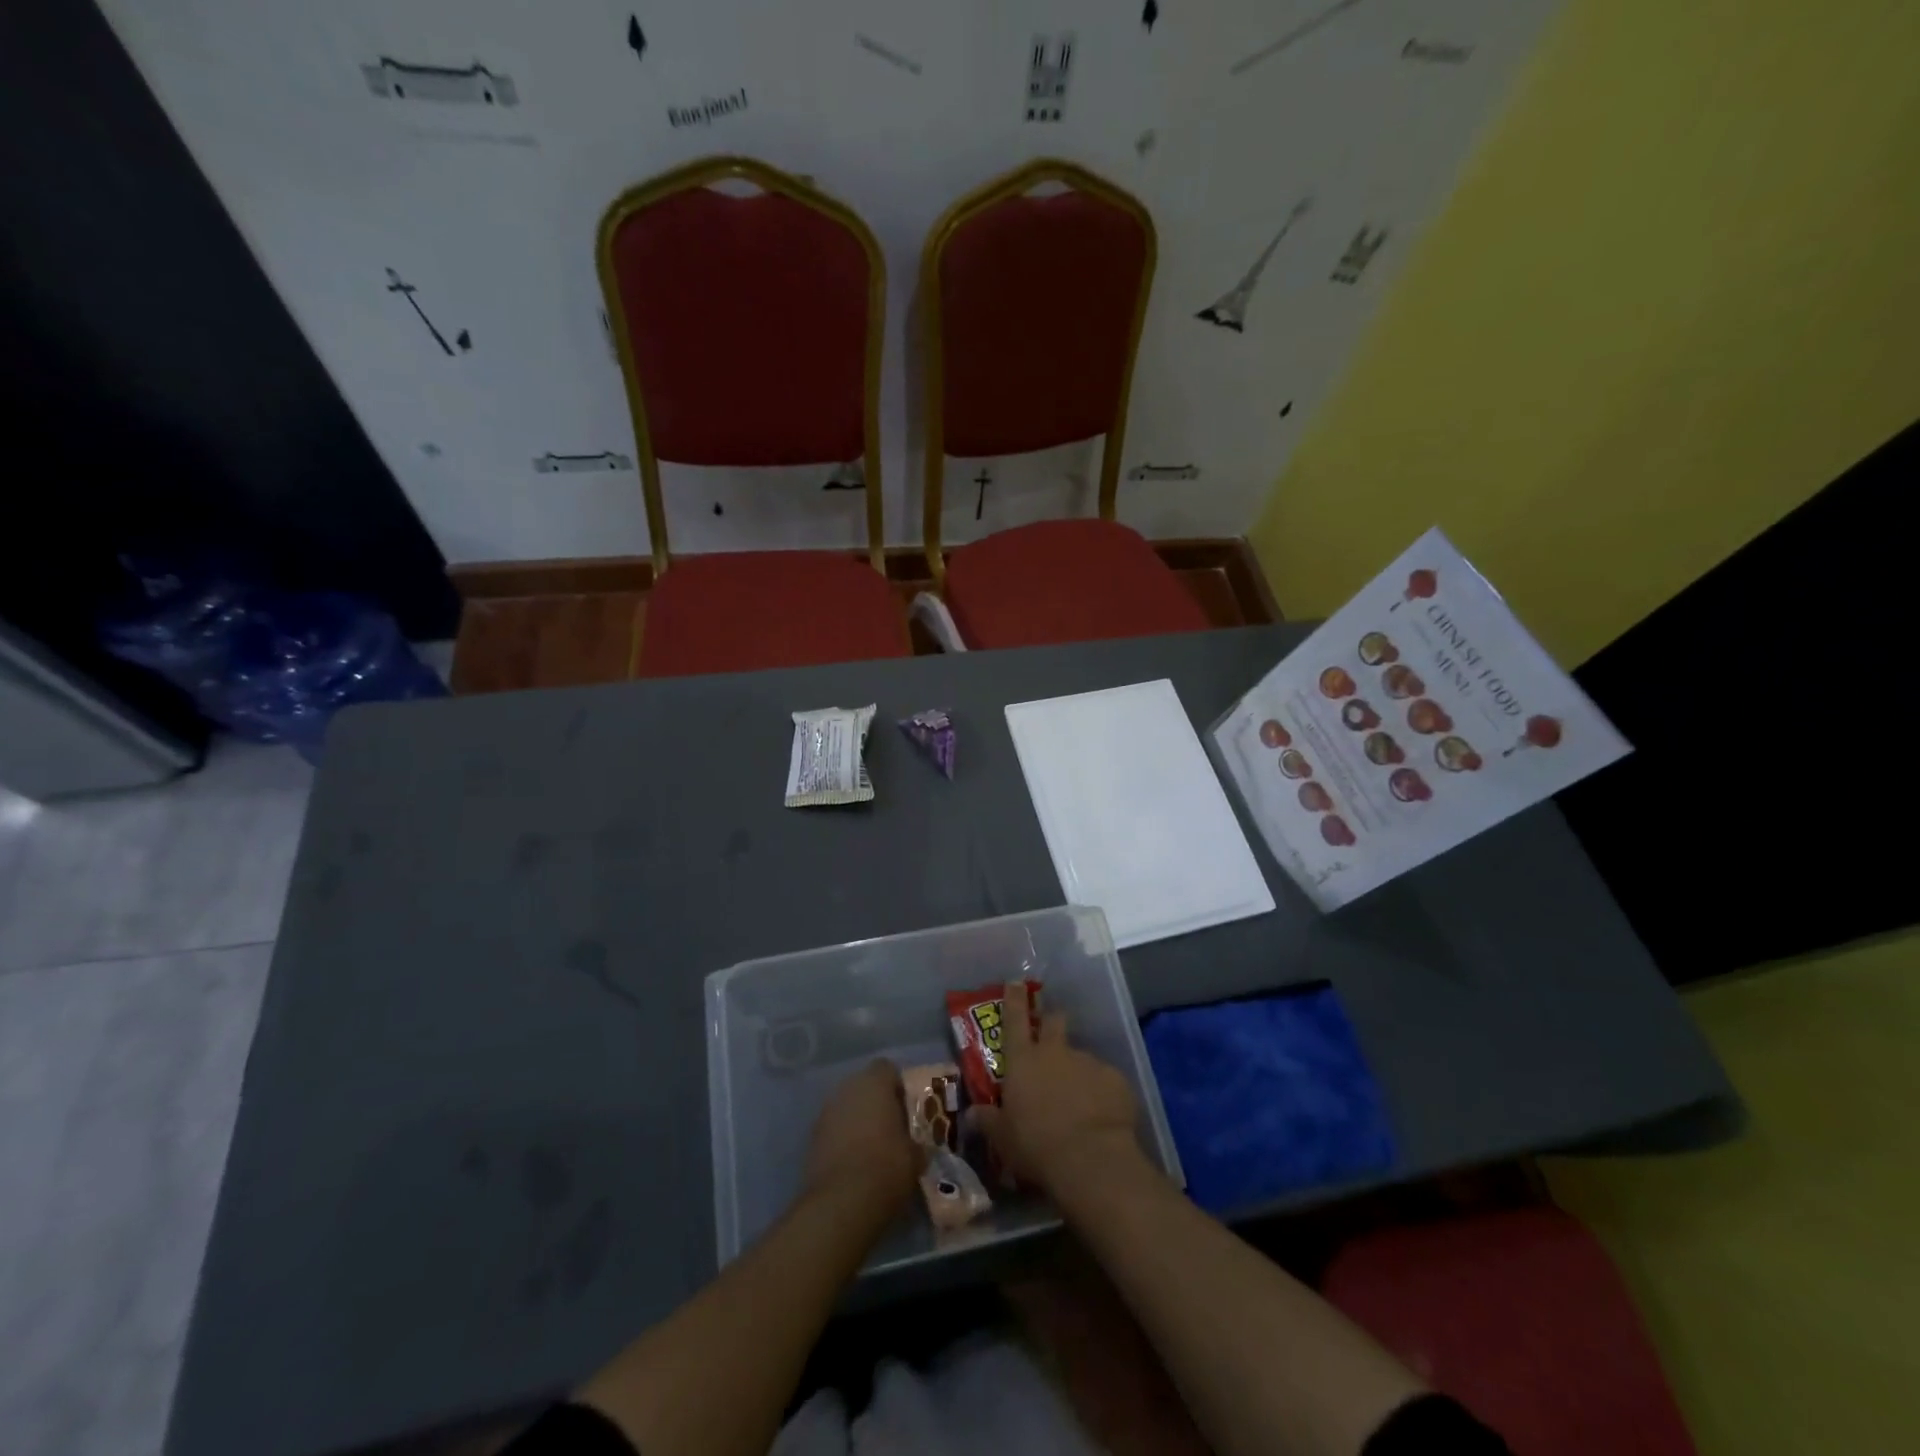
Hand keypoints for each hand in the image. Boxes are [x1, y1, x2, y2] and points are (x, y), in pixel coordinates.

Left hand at [802, 1059, 921, 1219]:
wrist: (843, 1202)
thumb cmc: (887, 1166)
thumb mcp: (915, 1156)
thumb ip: (914, 1142)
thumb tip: (915, 1147)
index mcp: (875, 1083)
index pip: (887, 1069)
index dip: (897, 1087)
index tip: (905, 1110)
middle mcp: (847, 1089)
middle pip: (864, 1086)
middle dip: (875, 1103)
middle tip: (890, 1129)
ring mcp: (825, 1112)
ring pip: (846, 1108)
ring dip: (857, 1121)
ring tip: (871, 1149)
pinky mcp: (811, 1138)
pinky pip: (833, 1130)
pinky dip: (842, 1140)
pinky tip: (853, 1164)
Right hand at [973, 981, 1142, 1196]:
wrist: (1090, 1159)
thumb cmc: (1036, 1145)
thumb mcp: (1003, 1139)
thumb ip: (989, 1121)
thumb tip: (972, 1113)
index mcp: (1023, 1060)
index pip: (1014, 1019)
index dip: (1014, 999)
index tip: (1016, 982)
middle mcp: (1055, 1052)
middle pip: (1054, 1021)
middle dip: (1052, 1021)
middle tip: (1052, 1035)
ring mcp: (1087, 1062)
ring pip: (1081, 1057)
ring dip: (1078, 1072)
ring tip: (1080, 1102)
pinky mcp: (1115, 1078)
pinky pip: (1105, 1081)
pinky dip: (1101, 1092)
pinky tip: (1102, 1116)